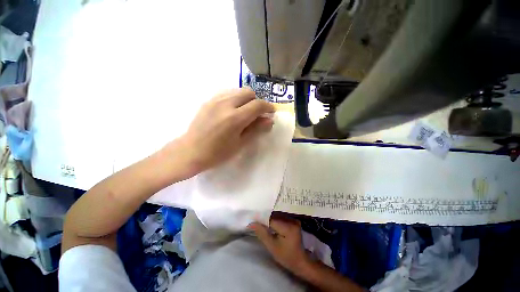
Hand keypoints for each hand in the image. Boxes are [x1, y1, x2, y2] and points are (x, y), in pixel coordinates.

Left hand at [174, 88, 274, 174]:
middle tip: (256, 114)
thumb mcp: (240, 143)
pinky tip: (232, 110)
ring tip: (244, 112)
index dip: (267, 107)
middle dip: (256, 101)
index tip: (271, 111)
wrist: (191, 151)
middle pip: (248, 92)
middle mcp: (226, 104)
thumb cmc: (218, 153)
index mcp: (235, 118)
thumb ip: (256, 129)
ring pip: (237, 91)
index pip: (257, 105)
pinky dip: (235, 98)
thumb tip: (269, 120)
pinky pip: (227, 93)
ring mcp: (215, 100)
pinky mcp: (208, 101)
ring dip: (246, 99)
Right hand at [249, 216, 309, 273]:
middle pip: (274, 215)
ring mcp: (293, 219)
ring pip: (276, 215)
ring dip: (268, 218)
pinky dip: (273, 219)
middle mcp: (292, 220)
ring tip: (260, 221)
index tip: (252, 221)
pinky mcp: (293, 220)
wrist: (300, 261)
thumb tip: (252, 223)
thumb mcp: (272, 247)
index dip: (261, 219)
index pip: (271, 219)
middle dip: (264, 218)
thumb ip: (262, 233)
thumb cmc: (286, 257)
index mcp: (288, 227)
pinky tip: (268, 223)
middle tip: (255, 221)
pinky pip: (280, 216)